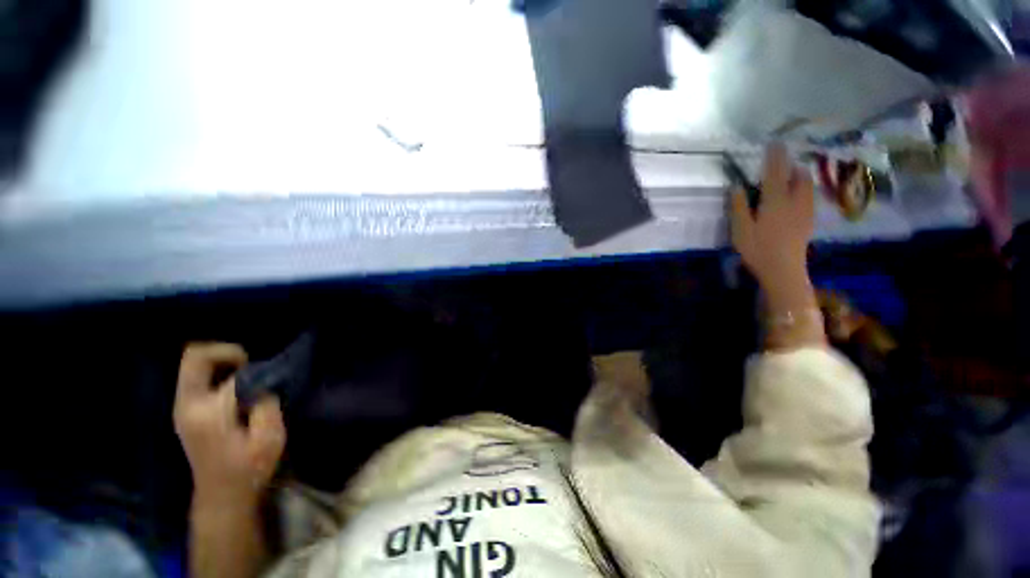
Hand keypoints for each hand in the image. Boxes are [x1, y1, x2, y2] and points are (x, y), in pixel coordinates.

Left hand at [174, 343, 285, 508]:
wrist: (222, 494)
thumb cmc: (250, 467)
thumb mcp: (270, 437)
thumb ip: (266, 403)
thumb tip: (263, 380)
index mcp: (210, 413)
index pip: (235, 375)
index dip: (260, 372)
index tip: (274, 382)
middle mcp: (188, 405)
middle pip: (195, 356)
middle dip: (226, 352)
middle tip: (249, 364)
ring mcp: (182, 407)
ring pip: (192, 364)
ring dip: (221, 362)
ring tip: (244, 376)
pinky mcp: (184, 410)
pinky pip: (195, 376)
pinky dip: (216, 372)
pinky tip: (234, 388)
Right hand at [731, 144, 824, 349]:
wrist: (784, 270)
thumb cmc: (757, 249)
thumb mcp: (740, 229)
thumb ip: (738, 206)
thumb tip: (737, 186)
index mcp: (775, 201)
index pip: (775, 172)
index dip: (774, 157)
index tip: (774, 142)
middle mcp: (794, 201)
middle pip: (798, 176)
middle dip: (791, 166)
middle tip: (781, 164)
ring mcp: (805, 211)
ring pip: (807, 185)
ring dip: (799, 176)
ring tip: (790, 176)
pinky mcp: (808, 220)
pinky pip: (809, 197)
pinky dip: (803, 190)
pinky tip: (795, 197)